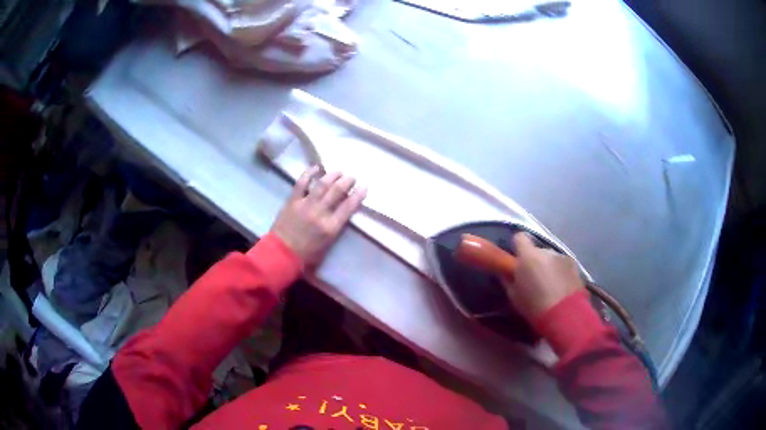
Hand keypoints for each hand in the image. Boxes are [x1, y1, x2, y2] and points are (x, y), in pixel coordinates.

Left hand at [270, 166, 366, 266]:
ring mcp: (306, 205)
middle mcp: (320, 213)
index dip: (358, 195)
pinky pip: (301, 183)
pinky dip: (309, 173)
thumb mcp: (328, 245)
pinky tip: (316, 168)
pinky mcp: (293, 201)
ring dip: (332, 175)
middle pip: (337, 191)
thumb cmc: (306, 255)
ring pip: (322, 184)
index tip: (364, 187)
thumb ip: (335, 228)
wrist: (281, 254)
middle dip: (347, 181)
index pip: (349, 206)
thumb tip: (342, 212)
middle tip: (352, 177)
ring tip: (339, 172)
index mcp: (331, 227)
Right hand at [505, 232, 584, 320]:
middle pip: (537, 250)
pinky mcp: (575, 265)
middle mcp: (546, 251)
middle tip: (533, 278)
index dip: (517, 246)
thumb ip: (508, 280)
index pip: (520, 237)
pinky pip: (563, 265)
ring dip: (548, 266)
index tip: (517, 258)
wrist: (564, 315)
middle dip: (534, 260)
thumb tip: (506, 273)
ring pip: (551, 258)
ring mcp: (562, 257)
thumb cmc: (534, 306)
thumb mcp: (514, 296)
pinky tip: (560, 288)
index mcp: (528, 255)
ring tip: (549, 285)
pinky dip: (560, 272)